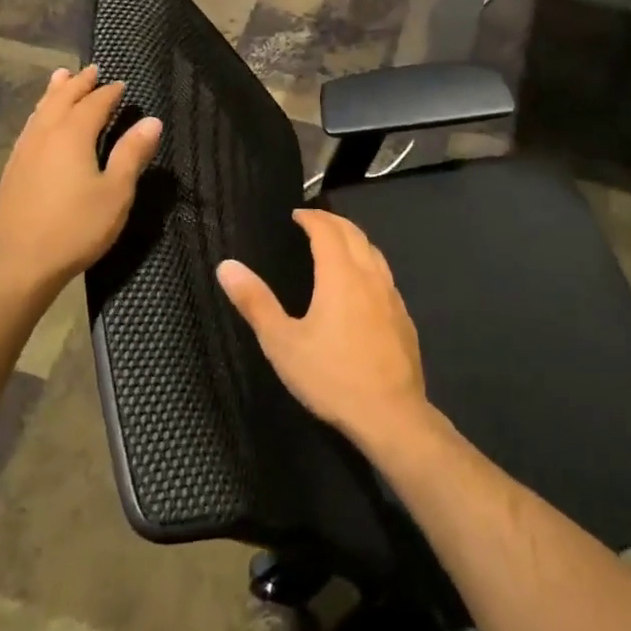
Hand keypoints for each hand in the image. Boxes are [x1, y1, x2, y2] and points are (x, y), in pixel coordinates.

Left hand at [0, 65, 161, 297]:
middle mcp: (44, 134)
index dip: (110, 93)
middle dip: (78, 83)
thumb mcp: (116, 193)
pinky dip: (40, 113)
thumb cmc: (76, 228)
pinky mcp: (13, 169)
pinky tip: (40, 122)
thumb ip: (132, 154)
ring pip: (40, 110)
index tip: (122, 84)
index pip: (94, 103)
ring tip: (61, 78)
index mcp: (72, 135)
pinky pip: (29, 127)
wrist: (20, 264)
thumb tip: (152, 121)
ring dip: (54, 92)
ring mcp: (24, 151)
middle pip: (61, 98)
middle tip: (92, 70)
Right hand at [216, 209, 427, 447]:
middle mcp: (370, 276)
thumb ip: (255, 301)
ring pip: (374, 253)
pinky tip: (362, 285)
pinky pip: (385, 276)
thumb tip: (227, 265)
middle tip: (314, 221)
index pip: (327, 230)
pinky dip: (369, 264)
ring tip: (337, 244)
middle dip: (333, 222)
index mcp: (340, 275)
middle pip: (355, 234)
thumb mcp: (282, 342)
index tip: (296, 215)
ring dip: (354, 240)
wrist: (391, 414)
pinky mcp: (404, 318)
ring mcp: (392, 297)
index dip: (311, 218)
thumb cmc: (331, 377)